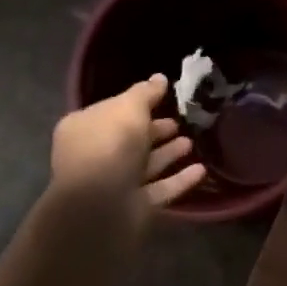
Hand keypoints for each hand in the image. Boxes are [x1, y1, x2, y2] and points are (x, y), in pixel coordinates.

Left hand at [50, 74, 206, 215]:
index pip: (113, 111)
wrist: (100, 206)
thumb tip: (159, 78)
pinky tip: (201, 170)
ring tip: (192, 142)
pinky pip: (160, 189)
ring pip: (146, 165)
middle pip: (130, 139)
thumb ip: (145, 93)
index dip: (138, 104)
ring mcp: (114, 184)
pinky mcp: (133, 207)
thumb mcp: (129, 108)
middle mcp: (95, 155)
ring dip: (169, 153)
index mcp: (84, 128)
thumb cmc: (110, 146)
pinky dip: (179, 179)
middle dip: (156, 130)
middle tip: (181, 122)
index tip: (165, 98)